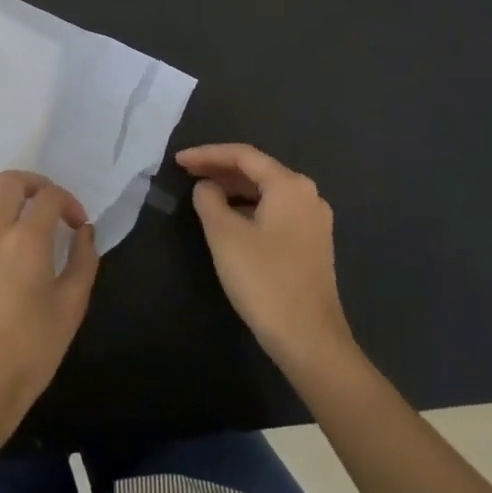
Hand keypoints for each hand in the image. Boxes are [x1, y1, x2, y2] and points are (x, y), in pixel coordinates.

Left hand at [0, 171, 98, 436]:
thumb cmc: (32, 349)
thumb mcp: (73, 305)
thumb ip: (84, 260)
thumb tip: (84, 232)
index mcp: (28, 240)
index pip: (50, 197)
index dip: (69, 203)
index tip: (77, 226)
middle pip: (10, 182)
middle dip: (35, 184)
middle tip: (47, 204)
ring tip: (11, 202)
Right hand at [176, 143, 354, 374]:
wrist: (309, 338)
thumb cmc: (264, 280)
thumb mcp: (225, 237)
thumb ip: (209, 201)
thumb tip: (206, 187)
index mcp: (289, 185)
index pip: (243, 155)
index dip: (207, 154)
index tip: (178, 160)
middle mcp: (307, 195)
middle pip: (258, 171)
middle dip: (221, 169)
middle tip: (186, 173)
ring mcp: (314, 220)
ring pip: (267, 192)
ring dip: (234, 190)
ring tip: (203, 194)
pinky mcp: (312, 243)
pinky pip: (276, 211)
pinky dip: (250, 208)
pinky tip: (230, 219)